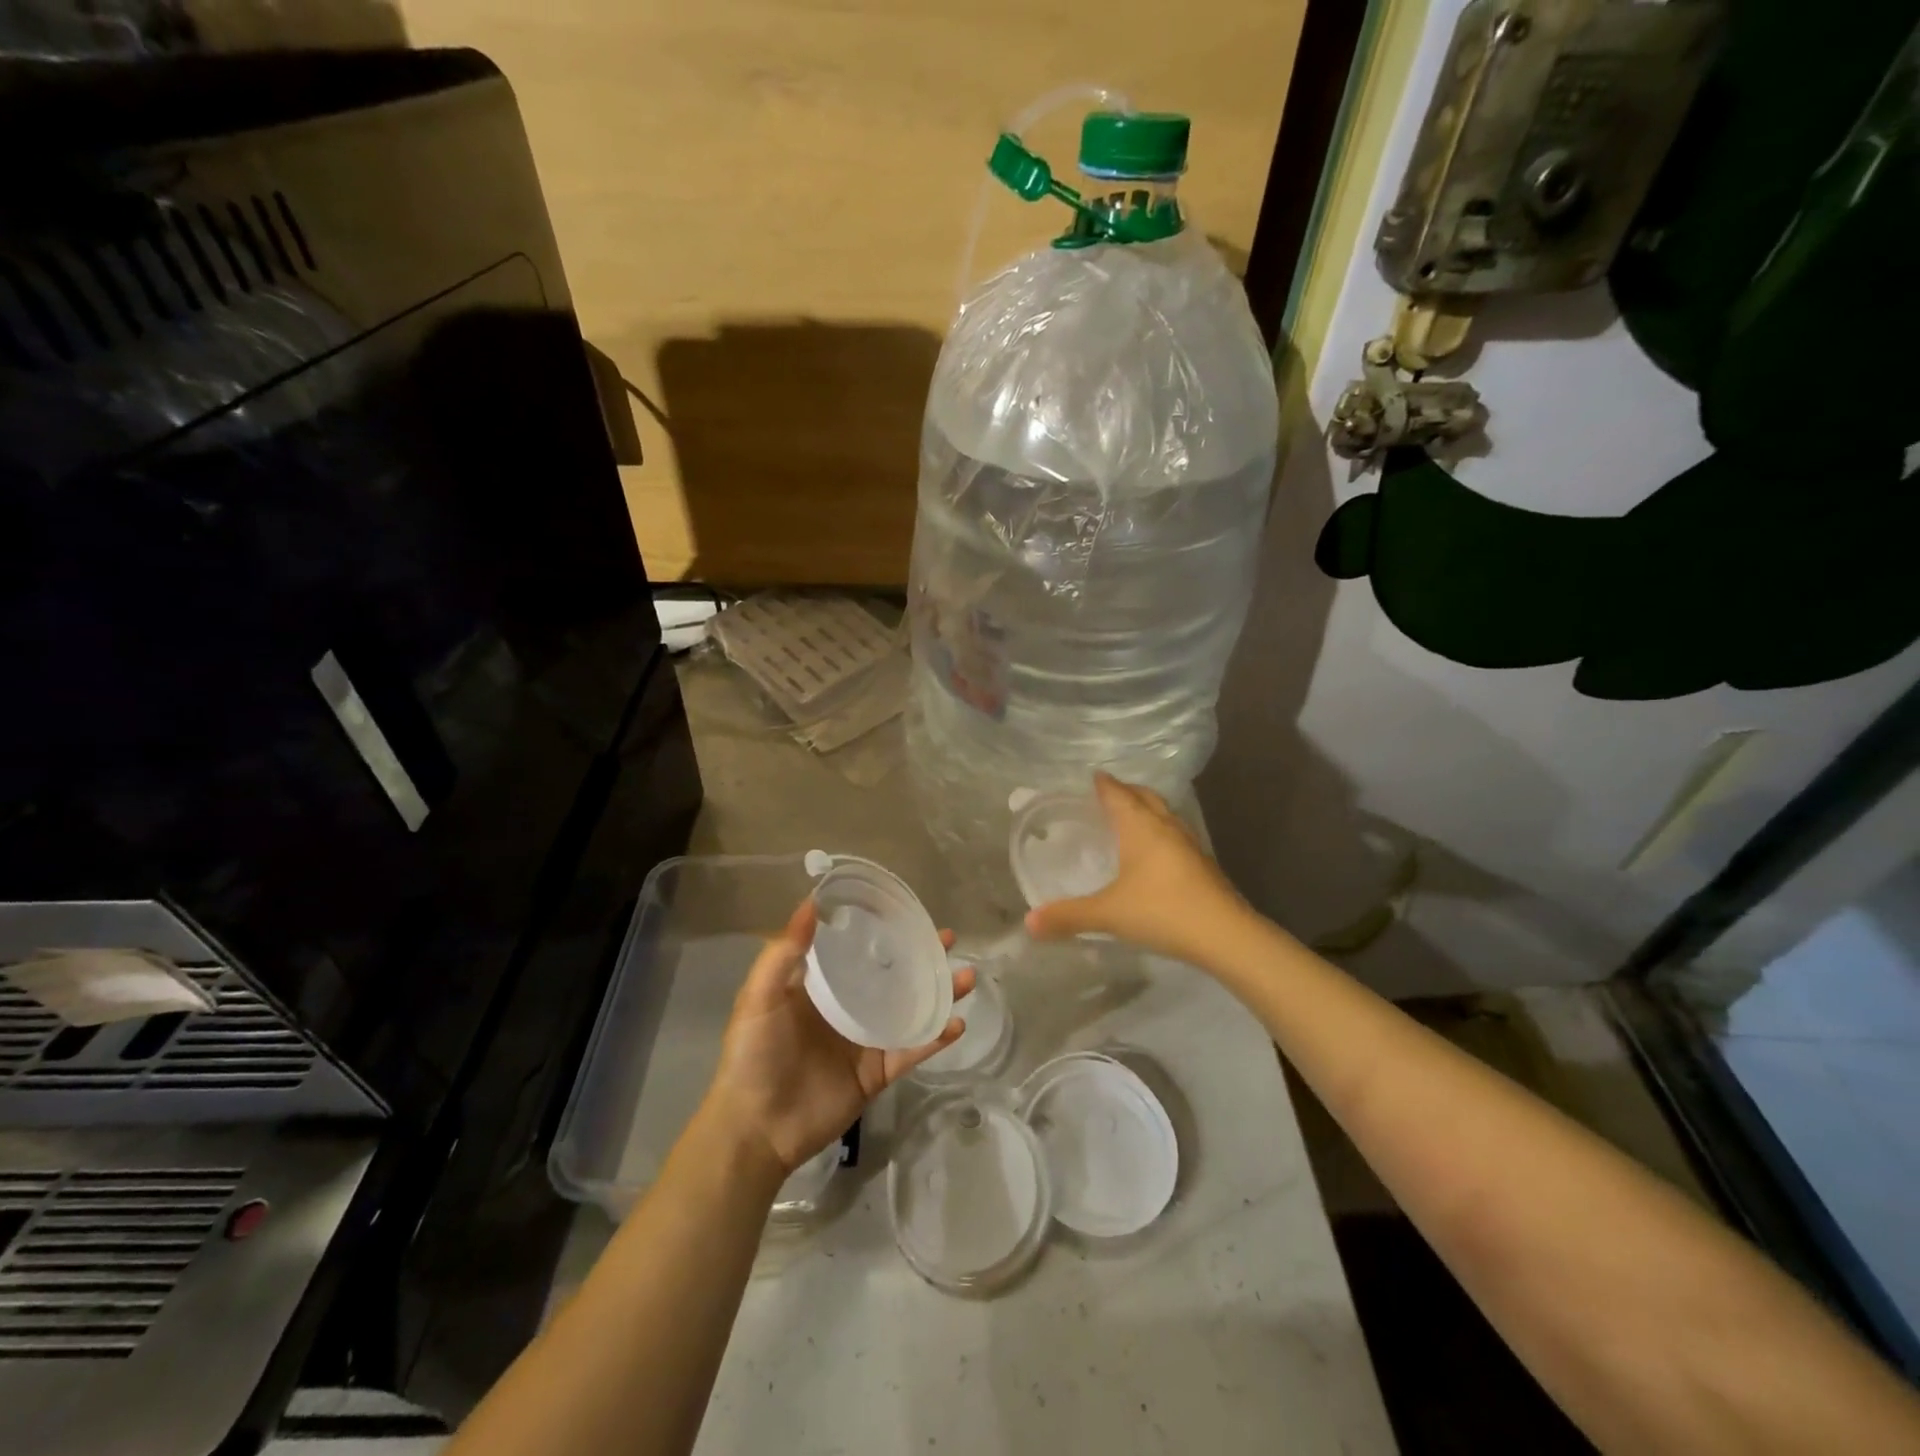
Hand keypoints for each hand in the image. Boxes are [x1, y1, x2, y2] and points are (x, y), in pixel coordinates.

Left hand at [703, 899, 972, 1176]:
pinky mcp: (878, 1073)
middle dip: (921, 958)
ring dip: (940, 993)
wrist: (757, 1128)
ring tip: (968, 976)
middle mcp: (849, 1008)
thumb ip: (784, 953)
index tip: (907, 911)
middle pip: (893, 976)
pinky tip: (957, 1022)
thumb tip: (811, 903)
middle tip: (949, 938)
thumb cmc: (754, 1055)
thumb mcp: (760, 997)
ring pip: (911, 1010)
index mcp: (822, 987)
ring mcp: (867, 1041)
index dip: (882, 931)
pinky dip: (936, 1037)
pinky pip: (913, 1050)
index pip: (857, 950)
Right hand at [1024, 772, 1249, 963]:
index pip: (1118, 795)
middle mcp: (1166, 827)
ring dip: (1147, 809)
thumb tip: (1028, 922)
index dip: (1104, 785)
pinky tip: (1156, 853)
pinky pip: (1176, 835)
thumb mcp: (1109, 914)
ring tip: (1131, 817)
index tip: (1093, 776)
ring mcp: (1189, 845)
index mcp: (1141, 827)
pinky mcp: (1203, 865)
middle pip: (1145, 797)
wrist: (1226, 935)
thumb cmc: (1162, 911)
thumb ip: (1069, 916)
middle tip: (1109, 793)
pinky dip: (1161, 832)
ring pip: (1165, 814)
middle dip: (1127, 791)